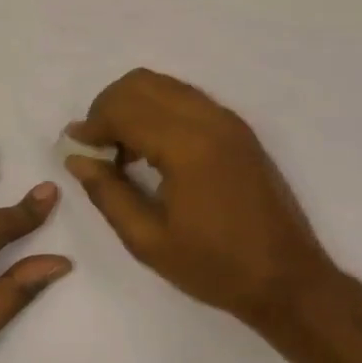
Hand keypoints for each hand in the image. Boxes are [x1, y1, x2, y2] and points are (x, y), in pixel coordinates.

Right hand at [63, 69, 338, 331]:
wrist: (287, 279)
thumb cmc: (214, 266)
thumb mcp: (148, 240)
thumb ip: (107, 193)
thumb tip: (76, 158)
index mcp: (186, 146)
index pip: (124, 109)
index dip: (92, 124)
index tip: (74, 147)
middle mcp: (209, 119)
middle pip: (142, 83)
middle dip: (109, 107)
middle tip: (97, 147)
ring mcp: (228, 121)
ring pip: (165, 85)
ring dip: (134, 106)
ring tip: (122, 149)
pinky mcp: (239, 130)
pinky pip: (187, 99)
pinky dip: (159, 110)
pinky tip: (153, 150)